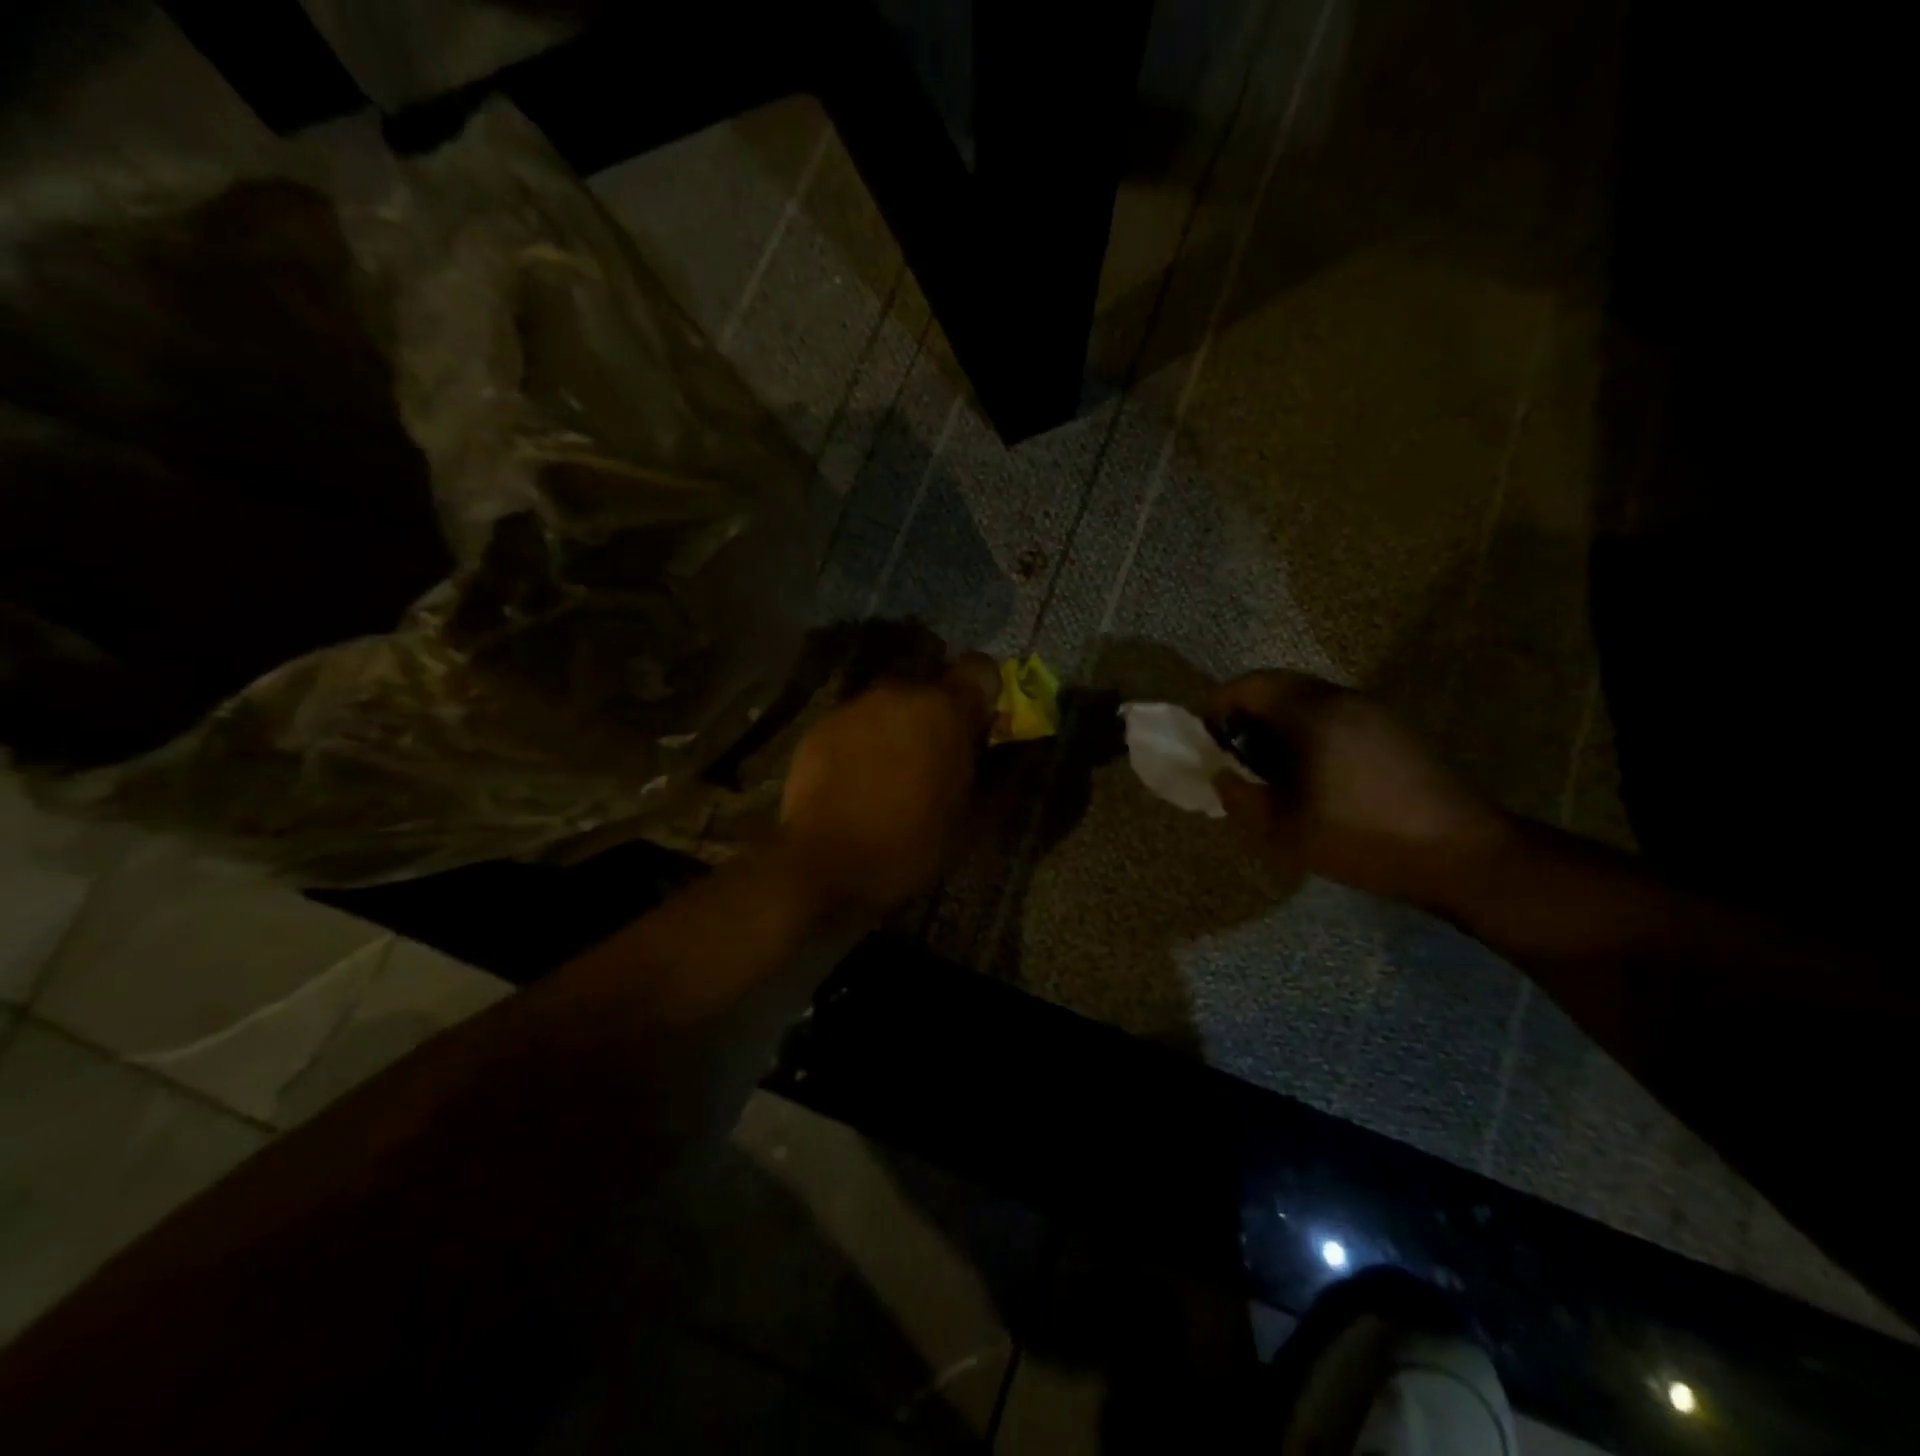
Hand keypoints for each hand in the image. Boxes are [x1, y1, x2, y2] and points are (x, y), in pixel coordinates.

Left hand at [779, 655, 999, 914]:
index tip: (981, 728)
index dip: (986, 694)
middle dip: (941, 710)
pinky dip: (866, 738)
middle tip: (939, 754)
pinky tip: (859, 778)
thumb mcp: (970, 820)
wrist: (821, 863)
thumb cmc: (908, 844)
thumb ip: (999, 775)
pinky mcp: (821, 725)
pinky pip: (858, 720)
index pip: (980, 668)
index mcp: (943, 709)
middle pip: (932, 682)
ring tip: (894, 769)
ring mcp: (855, 706)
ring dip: (902, 723)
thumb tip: (1016, 754)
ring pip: (892, 701)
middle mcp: (898, 692)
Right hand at [1209, 671, 1511, 911]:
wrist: (1459, 853)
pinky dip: (1307, 731)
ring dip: (1278, 722)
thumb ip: (1240, 799)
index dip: (1218, 705)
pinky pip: (1334, 715)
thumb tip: (1222, 777)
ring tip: (1268, 767)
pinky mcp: (1393, 730)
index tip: (1206, 738)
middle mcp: (1342, 699)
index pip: (1249, 685)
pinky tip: (1311, 773)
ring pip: (1308, 700)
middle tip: (1233, 753)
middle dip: (1246, 713)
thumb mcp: (1283, 830)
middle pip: (1278, 686)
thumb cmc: (1361, 837)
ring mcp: (1373, 712)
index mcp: (1312, 714)